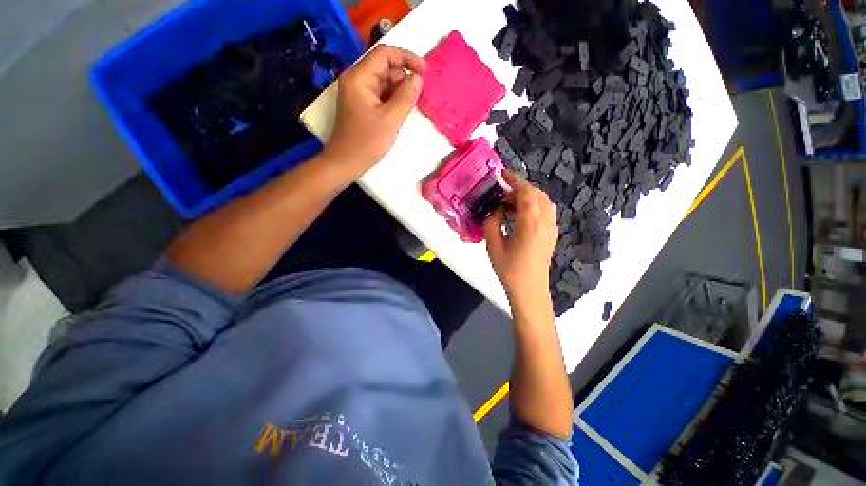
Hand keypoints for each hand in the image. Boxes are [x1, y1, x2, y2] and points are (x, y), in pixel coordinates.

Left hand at [322, 45, 425, 179]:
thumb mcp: (390, 120)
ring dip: (400, 90)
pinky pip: (381, 94)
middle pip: (385, 67)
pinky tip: (402, 110)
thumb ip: (405, 97)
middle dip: (404, 77)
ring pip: (385, 82)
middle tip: (420, 94)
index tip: (425, 71)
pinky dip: (394, 99)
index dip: (406, 58)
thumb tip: (418, 78)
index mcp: (359, 77)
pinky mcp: (362, 105)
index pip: (384, 54)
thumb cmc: (366, 143)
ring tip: (413, 105)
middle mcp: (357, 79)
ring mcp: (359, 92)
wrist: (346, 163)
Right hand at [483, 173, 558, 314]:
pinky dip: (534, 204)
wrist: (529, 290)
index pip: (526, 193)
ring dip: (528, 195)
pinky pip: (546, 210)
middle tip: (502, 191)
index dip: (514, 180)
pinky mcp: (552, 234)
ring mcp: (551, 228)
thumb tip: (496, 209)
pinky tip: (521, 213)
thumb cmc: (509, 270)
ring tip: (510, 201)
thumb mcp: (493, 245)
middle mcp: (545, 222)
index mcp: (530, 224)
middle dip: (520, 187)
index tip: (501, 175)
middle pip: (537, 194)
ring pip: (543, 201)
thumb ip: (492, 222)